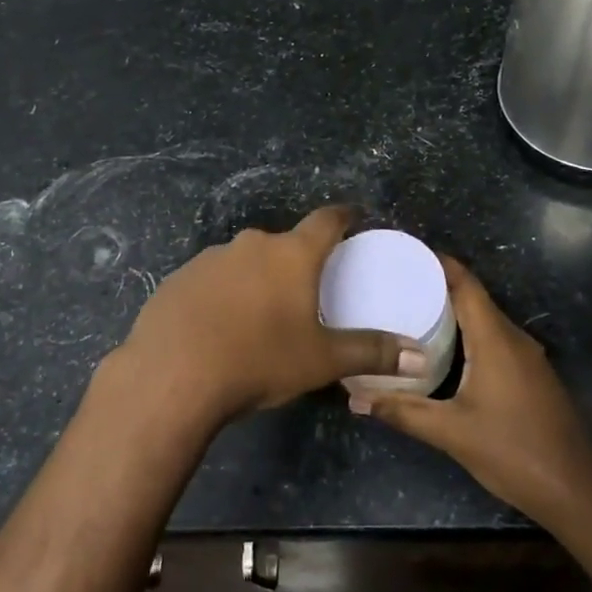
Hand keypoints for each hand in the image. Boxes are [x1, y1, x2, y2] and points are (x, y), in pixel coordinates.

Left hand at [109, 207, 423, 428]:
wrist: (172, 375)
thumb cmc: (258, 360)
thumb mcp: (321, 360)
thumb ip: (371, 353)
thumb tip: (419, 359)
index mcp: (291, 254)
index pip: (327, 220)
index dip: (344, 216)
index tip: (354, 217)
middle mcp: (251, 244)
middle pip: (283, 243)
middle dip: (297, 260)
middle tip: (308, 288)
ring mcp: (210, 259)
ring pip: (245, 262)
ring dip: (257, 278)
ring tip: (262, 314)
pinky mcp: (178, 279)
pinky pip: (212, 280)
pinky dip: (223, 295)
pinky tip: (219, 327)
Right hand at [349, 257, 591, 525]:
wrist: (577, 490)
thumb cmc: (514, 452)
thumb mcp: (451, 433)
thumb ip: (403, 412)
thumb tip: (356, 400)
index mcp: (495, 340)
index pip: (467, 285)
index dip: (439, 264)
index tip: (406, 252)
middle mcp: (514, 339)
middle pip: (475, 299)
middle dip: (438, 286)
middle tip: (397, 284)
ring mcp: (528, 358)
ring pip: (486, 321)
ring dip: (454, 312)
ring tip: (413, 312)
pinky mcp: (532, 376)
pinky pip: (495, 340)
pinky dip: (469, 335)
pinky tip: (445, 351)